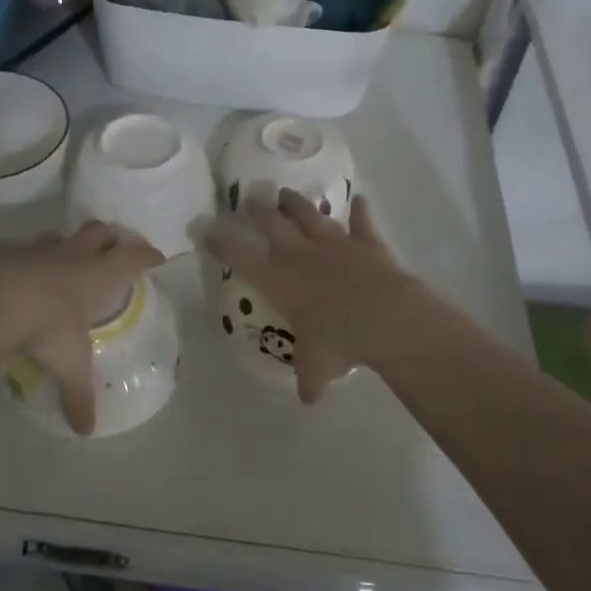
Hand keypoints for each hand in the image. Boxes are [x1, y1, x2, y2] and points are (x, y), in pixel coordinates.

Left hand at [0, 222, 163, 434]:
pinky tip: (18, 271)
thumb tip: (85, 429)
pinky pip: (19, 248)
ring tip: (65, 256)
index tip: (157, 256)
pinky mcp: (3, 252)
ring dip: (66, 244)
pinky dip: (25, 257)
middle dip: (109, 236)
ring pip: (58, 237)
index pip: (133, 258)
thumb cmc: (45, 327)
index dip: (147, 256)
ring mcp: (35, 250)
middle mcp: (70, 256)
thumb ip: (78, 395)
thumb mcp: (68, 364)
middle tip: (114, 244)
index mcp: (96, 276)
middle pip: (98, 232)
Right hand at [205, 191, 425, 401]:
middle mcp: (301, 255)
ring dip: (297, 204)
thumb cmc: (337, 342)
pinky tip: (360, 199)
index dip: (222, 244)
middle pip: (272, 224)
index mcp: (278, 281)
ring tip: (286, 193)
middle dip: (258, 211)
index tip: (207, 230)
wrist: (383, 317)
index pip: (240, 258)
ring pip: (310, 215)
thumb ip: (309, 378)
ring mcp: (335, 244)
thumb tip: (309, 398)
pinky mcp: (366, 242)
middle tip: (249, 199)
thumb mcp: (316, 367)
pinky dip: (361, 211)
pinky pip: (362, 222)